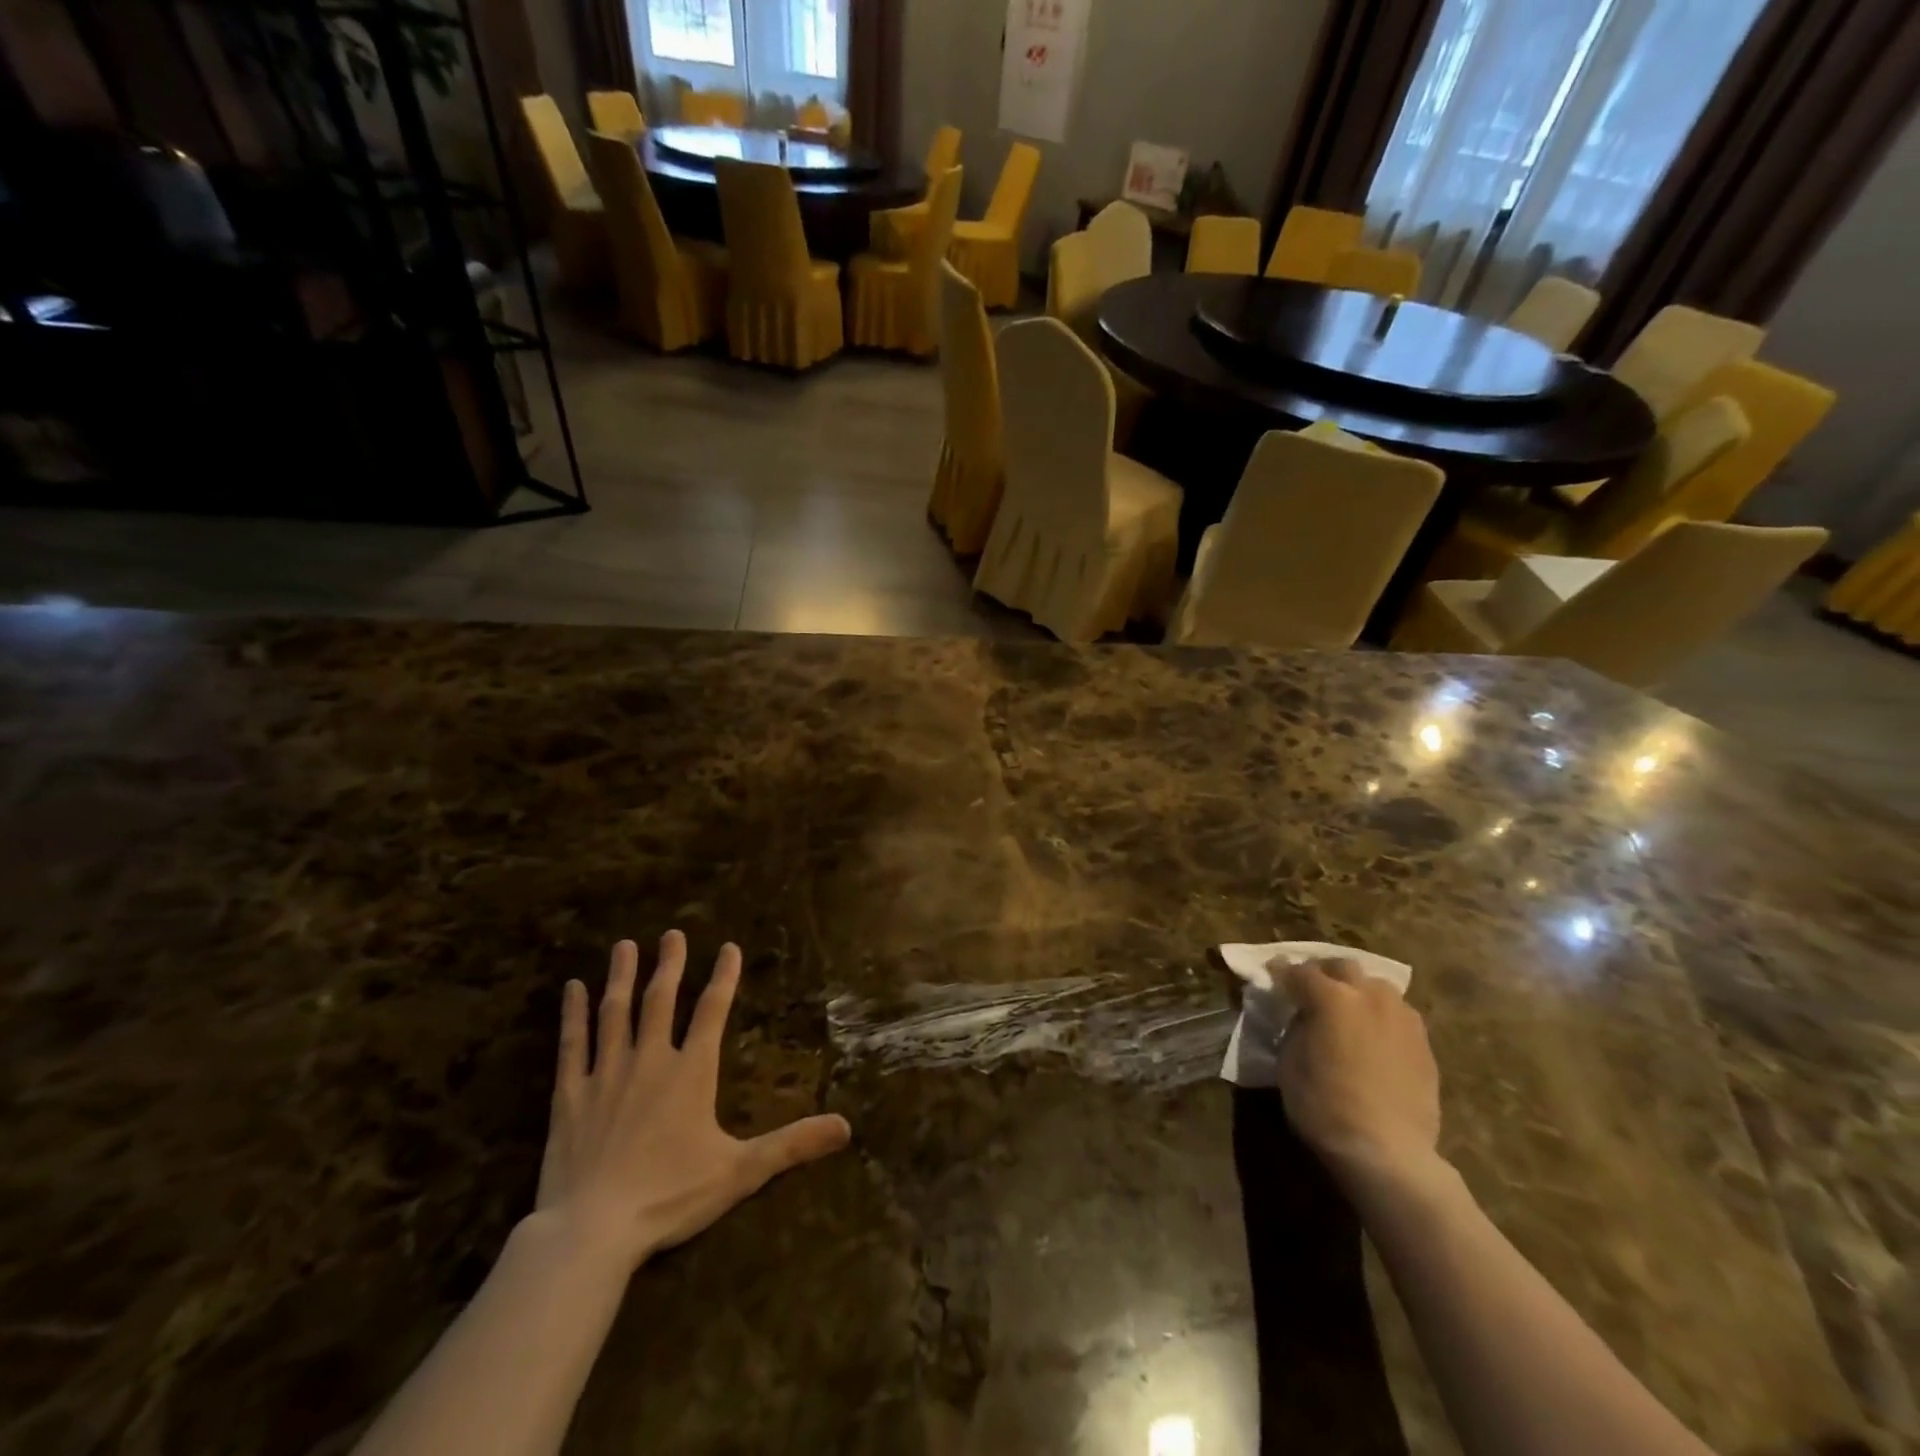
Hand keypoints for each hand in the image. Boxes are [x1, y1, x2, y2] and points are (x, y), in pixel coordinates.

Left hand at [534, 931, 851, 1270]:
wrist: (592, 1230)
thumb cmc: (670, 1196)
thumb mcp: (741, 1172)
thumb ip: (792, 1144)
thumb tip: (846, 1127)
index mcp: (691, 1073)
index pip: (713, 1011)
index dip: (724, 977)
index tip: (728, 947)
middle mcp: (650, 1061)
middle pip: (661, 1000)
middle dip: (670, 964)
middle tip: (673, 933)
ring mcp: (606, 1075)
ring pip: (615, 1012)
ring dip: (622, 976)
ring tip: (625, 945)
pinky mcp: (570, 1096)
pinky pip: (572, 1045)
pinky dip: (573, 1014)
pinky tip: (572, 988)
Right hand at [1276, 958, 1441, 1189]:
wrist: (1387, 1152)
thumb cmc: (1324, 1106)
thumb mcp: (1289, 1063)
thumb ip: (1295, 1028)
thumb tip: (1301, 1017)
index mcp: (1330, 997)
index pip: (1298, 972)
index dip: (1280, 973)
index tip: (1271, 978)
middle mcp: (1369, 996)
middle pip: (1343, 966)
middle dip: (1324, 973)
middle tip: (1311, 991)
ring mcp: (1401, 1017)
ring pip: (1377, 986)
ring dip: (1358, 991)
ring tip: (1348, 1011)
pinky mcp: (1424, 1043)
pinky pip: (1398, 1014)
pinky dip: (1381, 1016)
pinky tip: (1374, 1037)